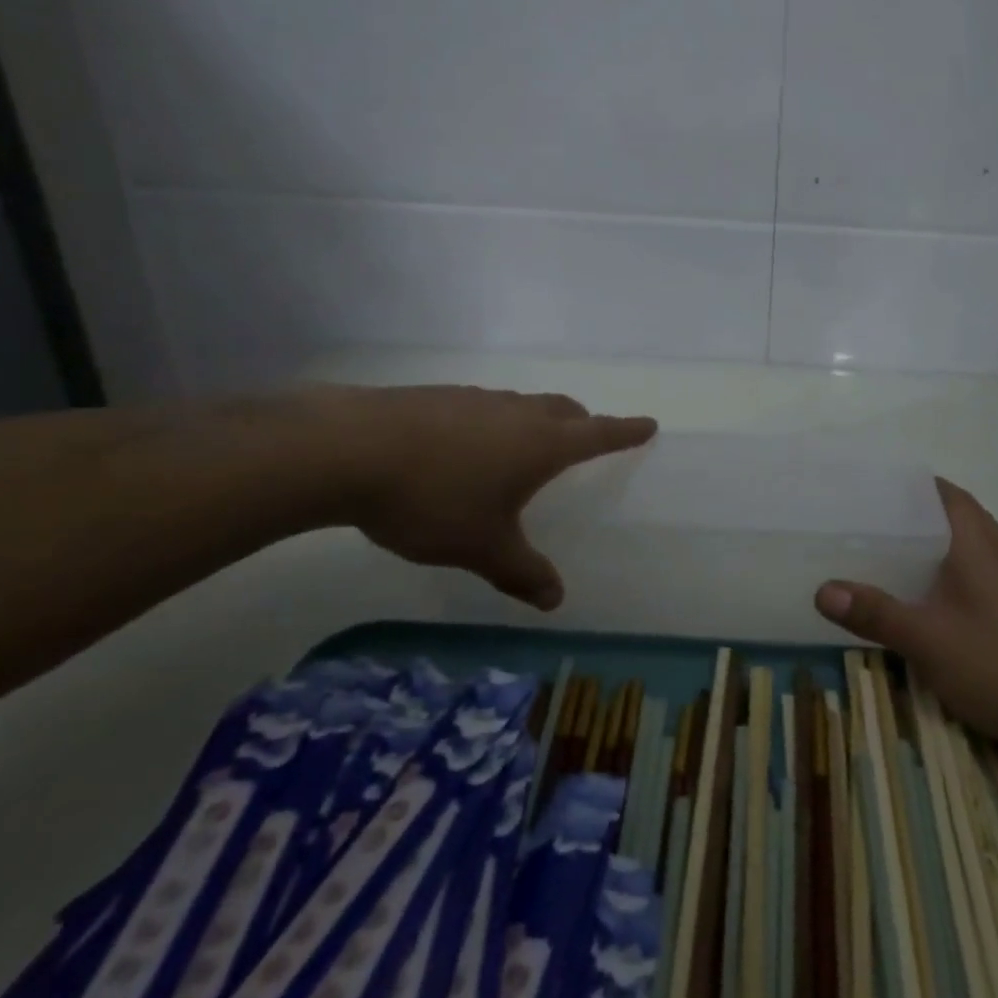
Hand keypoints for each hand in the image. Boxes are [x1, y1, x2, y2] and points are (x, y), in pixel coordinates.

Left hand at [323, 385, 655, 608]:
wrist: (348, 449)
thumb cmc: (434, 499)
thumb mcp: (482, 547)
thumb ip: (522, 572)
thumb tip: (556, 600)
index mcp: (542, 444)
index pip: (599, 433)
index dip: (626, 431)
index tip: (649, 424)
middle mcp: (516, 413)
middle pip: (563, 409)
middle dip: (582, 421)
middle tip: (587, 434)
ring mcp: (475, 399)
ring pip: (521, 405)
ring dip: (535, 420)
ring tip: (523, 445)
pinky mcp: (437, 397)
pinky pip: (481, 407)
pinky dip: (491, 423)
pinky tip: (463, 446)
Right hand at [815, 477, 997, 755]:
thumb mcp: (929, 642)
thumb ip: (877, 615)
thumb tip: (822, 589)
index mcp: (978, 546)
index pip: (947, 494)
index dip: (914, 485)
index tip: (877, 486)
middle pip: (960, 516)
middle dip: (921, 513)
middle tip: (876, 521)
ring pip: (974, 546)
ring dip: (941, 543)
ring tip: (898, 554)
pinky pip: (985, 573)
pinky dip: (957, 571)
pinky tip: (939, 599)